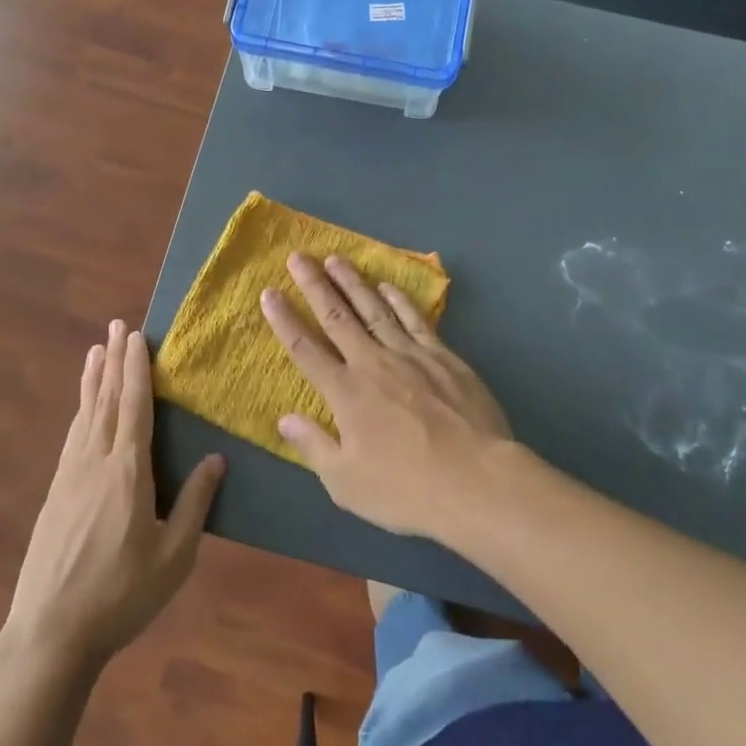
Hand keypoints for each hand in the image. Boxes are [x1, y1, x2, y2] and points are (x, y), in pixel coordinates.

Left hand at [2, 321, 223, 668]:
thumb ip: (195, 503)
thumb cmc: (121, 595)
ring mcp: (69, 477)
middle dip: (113, 361)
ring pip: (85, 415)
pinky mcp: (54, 494)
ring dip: (93, 380)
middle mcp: (95, 463)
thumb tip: (217, 457)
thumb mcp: (173, 556)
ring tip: (95, 351)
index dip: (136, 368)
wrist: (50, 633)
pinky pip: (72, 437)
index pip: (135, 406)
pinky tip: (82, 409)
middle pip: (107, 401)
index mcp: (128, 472)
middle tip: (116, 327)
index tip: (136, 335)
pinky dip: (80, 411)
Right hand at [260, 253, 511, 537]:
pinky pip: (415, 320)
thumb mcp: (346, 483)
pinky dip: (398, 300)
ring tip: (336, 259)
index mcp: (345, 393)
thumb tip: (284, 418)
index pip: (305, 349)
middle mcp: (372, 363)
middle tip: (298, 257)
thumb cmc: (406, 489)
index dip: (284, 320)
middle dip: (314, 285)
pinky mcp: (443, 356)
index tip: (269, 292)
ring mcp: (410, 355)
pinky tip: (387, 286)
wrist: (476, 480)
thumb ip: (313, 445)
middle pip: (337, 317)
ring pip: (374, 309)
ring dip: (353, 282)